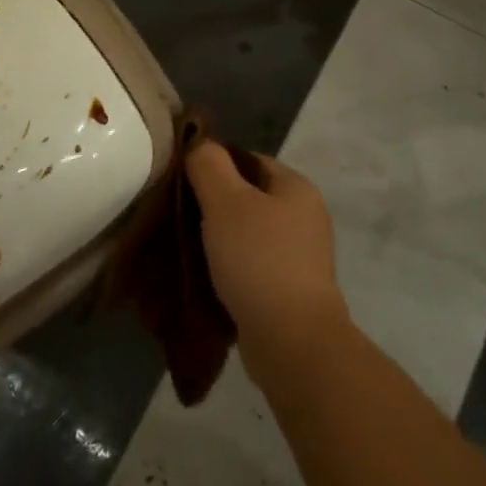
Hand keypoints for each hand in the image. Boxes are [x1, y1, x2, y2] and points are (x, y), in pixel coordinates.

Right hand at [185, 142, 350, 390]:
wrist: (292, 341)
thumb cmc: (258, 259)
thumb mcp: (225, 201)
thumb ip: (209, 165)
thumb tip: (199, 144)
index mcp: (297, 188)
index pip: (249, 160)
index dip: (215, 166)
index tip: (183, 182)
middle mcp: (306, 216)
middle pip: (249, 197)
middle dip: (214, 205)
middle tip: (179, 215)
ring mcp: (302, 256)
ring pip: (249, 234)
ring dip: (220, 239)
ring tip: (187, 248)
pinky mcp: (292, 290)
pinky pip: (253, 266)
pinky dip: (231, 268)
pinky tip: (207, 277)